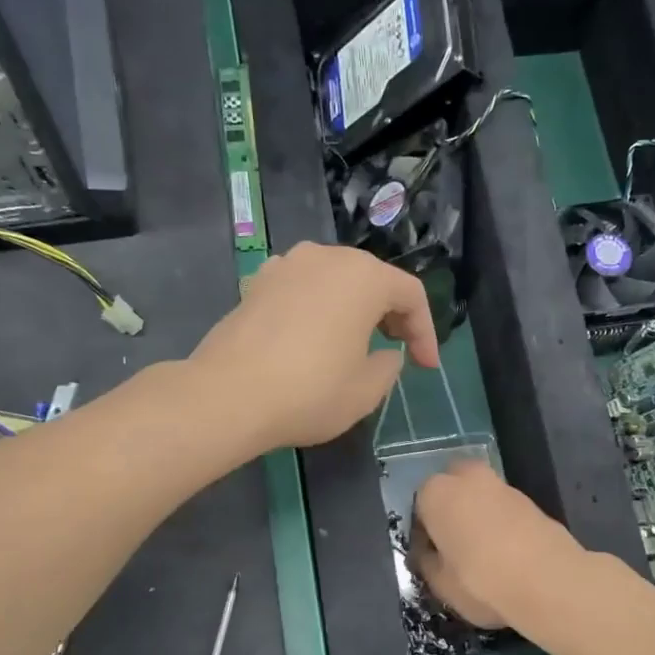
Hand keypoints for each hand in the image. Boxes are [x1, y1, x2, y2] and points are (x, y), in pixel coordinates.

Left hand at [190, 243, 440, 452]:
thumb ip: (389, 365)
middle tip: (396, 350)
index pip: (410, 295)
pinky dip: (317, 308)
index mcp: (363, 276)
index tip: (427, 367)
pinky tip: (312, 337)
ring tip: (355, 342)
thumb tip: (385, 353)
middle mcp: (325, 257)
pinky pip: (301, 289)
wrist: (228, 396)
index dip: (425, 332)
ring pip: (334, 281)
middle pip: (372, 280)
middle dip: (390, 315)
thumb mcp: (367, 390)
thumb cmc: (309, 392)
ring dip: (352, 308)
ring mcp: (285, 266)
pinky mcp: (256, 284)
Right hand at [412, 459, 585, 630]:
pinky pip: (505, 509)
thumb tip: (428, 555)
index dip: (424, 531)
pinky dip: (503, 523)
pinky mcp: (532, 501)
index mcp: (436, 493)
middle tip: (455, 543)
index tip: (431, 554)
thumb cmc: (480, 581)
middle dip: (452, 507)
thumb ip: (428, 563)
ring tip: (484, 552)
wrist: (548, 582)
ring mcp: (503, 486)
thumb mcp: (440, 584)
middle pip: (453, 487)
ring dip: (479, 514)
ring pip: (481, 496)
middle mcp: (468, 478)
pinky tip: (508, 553)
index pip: (419, 506)